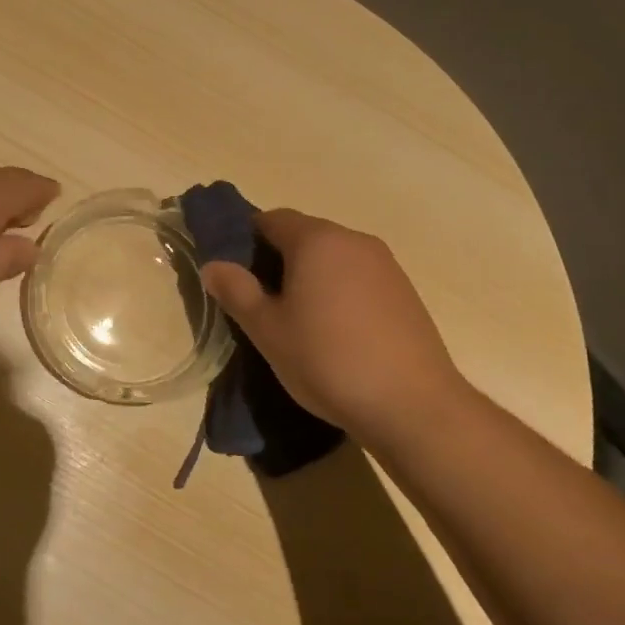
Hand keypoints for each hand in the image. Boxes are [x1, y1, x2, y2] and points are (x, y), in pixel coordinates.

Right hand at [199, 209, 473, 450]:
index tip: (234, 274)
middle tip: (259, 301)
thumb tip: (213, 265)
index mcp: (317, 240)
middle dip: (277, 260)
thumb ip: (236, 290)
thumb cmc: (326, 360)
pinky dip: (338, 292)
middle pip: (304, 236)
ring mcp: (386, 265)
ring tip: (297, 320)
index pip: (270, 219)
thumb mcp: (266, 329)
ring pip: (333, 258)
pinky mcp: (405, 292)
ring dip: (310, 277)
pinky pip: (358, 278)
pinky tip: (335, 332)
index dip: (245, 240)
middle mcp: (354, 241)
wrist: (412, 405)